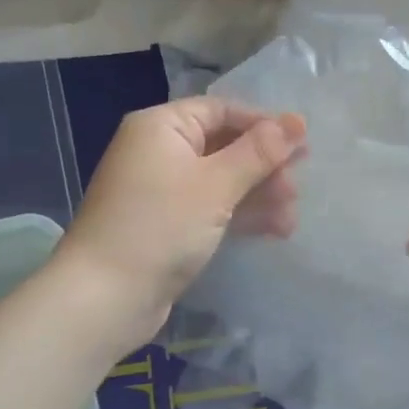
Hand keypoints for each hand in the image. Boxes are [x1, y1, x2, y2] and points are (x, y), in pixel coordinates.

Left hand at [61, 97, 305, 346]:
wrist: (105, 297)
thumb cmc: (161, 227)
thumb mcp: (216, 185)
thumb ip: (259, 152)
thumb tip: (296, 120)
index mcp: (162, 127)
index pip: (222, 111)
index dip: (263, 125)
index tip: (303, 146)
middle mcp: (158, 151)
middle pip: (224, 146)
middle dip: (264, 167)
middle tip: (296, 190)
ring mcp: (161, 190)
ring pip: (220, 180)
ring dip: (257, 195)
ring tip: (290, 218)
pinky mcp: (166, 224)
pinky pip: (210, 207)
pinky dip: (239, 215)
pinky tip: (272, 230)